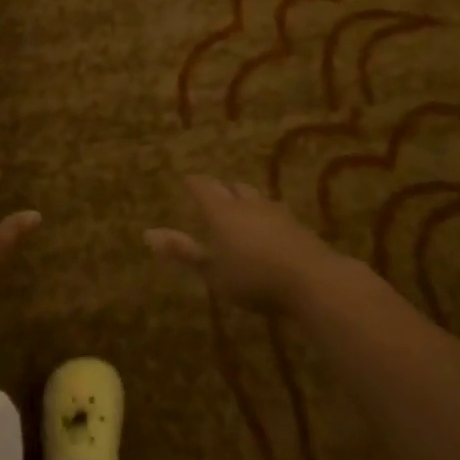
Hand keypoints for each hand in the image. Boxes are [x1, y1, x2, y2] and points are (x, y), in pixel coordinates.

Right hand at [146, 175, 339, 313]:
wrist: (312, 280)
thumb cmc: (251, 276)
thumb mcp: (211, 270)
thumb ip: (182, 251)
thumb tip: (147, 233)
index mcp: (222, 210)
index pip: (203, 187)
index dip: (194, 183)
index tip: (187, 180)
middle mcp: (248, 204)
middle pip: (233, 187)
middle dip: (223, 189)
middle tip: (215, 194)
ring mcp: (277, 213)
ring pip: (257, 199)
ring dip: (247, 202)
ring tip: (242, 210)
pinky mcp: (299, 228)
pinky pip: (277, 215)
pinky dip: (268, 219)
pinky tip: (271, 231)